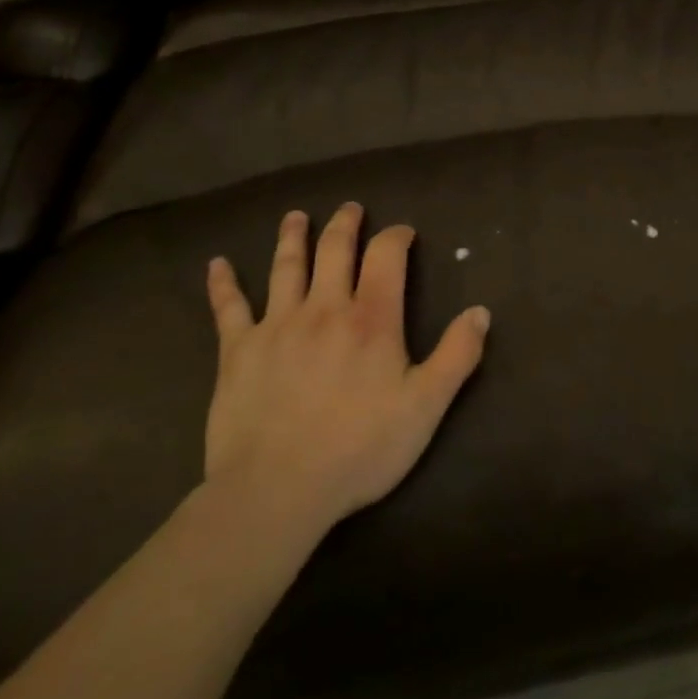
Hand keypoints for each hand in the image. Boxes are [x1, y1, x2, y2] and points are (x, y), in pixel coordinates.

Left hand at [202, 203, 488, 529]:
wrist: (277, 490)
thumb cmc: (359, 448)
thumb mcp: (426, 406)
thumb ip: (457, 355)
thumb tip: (481, 311)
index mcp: (371, 319)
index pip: (386, 256)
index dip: (396, 236)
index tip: (403, 232)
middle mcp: (324, 308)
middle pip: (334, 250)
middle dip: (345, 224)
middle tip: (350, 208)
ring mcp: (276, 325)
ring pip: (285, 267)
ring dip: (292, 237)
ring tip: (296, 216)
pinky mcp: (237, 350)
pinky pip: (228, 308)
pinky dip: (223, 284)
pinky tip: (217, 264)